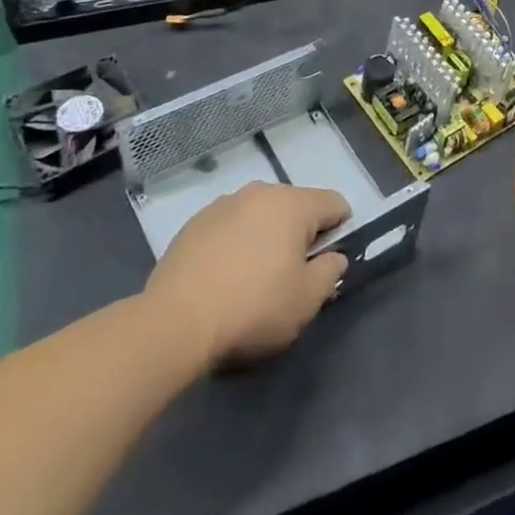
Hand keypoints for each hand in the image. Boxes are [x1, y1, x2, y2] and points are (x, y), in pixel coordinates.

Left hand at [148, 183, 350, 367]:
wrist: (175, 322)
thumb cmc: (253, 308)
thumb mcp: (307, 301)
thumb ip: (331, 272)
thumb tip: (334, 257)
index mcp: (293, 204)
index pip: (335, 203)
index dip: (340, 231)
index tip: (327, 263)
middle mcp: (260, 192)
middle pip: (295, 206)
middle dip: (300, 234)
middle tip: (291, 276)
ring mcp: (222, 204)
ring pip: (259, 215)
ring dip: (266, 237)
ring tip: (253, 278)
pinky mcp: (193, 223)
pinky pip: (229, 227)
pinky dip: (235, 244)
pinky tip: (223, 278)